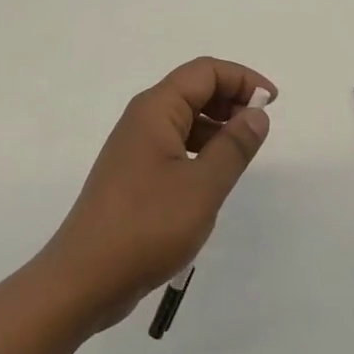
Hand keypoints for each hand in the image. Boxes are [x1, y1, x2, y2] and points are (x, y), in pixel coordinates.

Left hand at [40, 57, 275, 331]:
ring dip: (217, 126)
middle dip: (230, 99)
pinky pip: (174, 145)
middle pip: (193, 90)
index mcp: (156, 109)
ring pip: (184, 119)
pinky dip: (200, 149)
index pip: (205, 72)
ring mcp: (135, 148)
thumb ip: (234, 147)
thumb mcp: (202, 187)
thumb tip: (256, 113)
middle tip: (260, 127)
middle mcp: (142, 119)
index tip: (271, 102)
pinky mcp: (133, 175)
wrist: (82, 281)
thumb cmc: (146, 227)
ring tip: (242, 153)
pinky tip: (214, 177)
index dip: (242, 78)